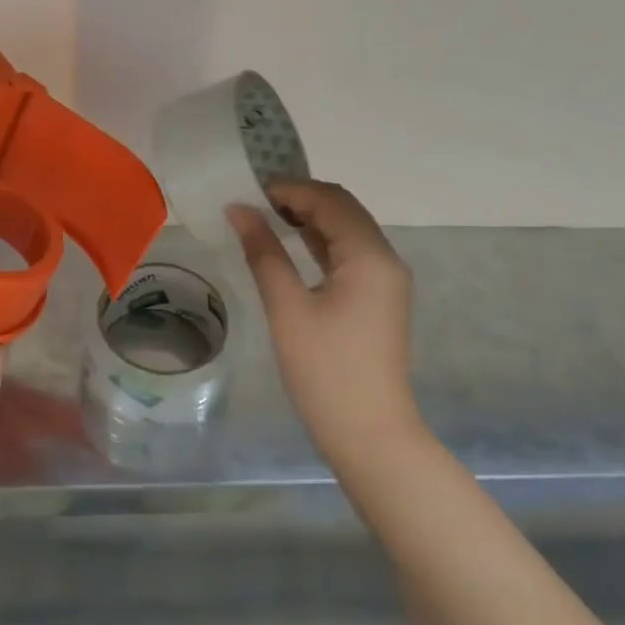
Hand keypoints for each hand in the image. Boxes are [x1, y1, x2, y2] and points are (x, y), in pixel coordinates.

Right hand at [227, 180, 420, 472]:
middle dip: (300, 198)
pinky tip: (291, 244)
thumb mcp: (287, 307)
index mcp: (368, 255)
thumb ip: (263, 251)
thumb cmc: (325, 370)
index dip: (288, 189)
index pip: (329, 200)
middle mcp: (384, 258)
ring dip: (310, 217)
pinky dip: (320, 241)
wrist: (370, 435)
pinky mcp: (378, 298)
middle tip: (254, 203)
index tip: (247, 193)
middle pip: (342, 209)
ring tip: (265, 218)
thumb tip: (239, 209)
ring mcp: (385, 279)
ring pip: (347, 229)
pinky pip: (349, 253)